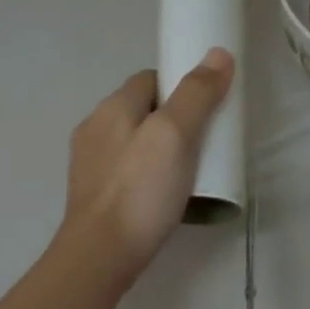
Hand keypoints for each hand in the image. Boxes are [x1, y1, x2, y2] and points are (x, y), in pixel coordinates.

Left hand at [62, 49, 234, 284]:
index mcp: (112, 108)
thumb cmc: (140, 192)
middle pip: (141, 111)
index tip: (208, 108)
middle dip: (172, 120)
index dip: (181, 86)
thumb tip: (219, 54)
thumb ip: (196, 95)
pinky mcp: (94, 196)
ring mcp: (90, 165)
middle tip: (205, 143)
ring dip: (159, 150)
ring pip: (133, 143)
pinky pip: (127, 173)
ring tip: (189, 172)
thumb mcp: (174, 136)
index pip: (150, 78)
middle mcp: (94, 129)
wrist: (101, 255)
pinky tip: (163, 197)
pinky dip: (146, 176)